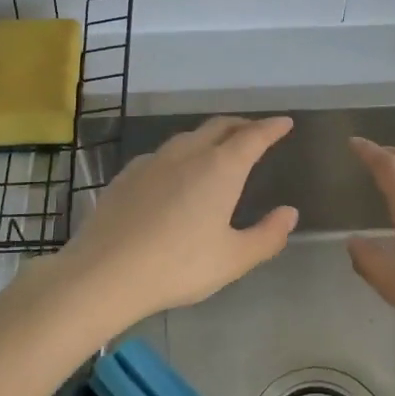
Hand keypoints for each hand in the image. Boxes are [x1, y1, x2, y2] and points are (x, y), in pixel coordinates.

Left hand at [49, 116, 298, 325]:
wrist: (105, 272)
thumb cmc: (178, 266)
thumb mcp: (233, 259)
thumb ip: (267, 235)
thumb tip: (289, 213)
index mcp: (220, 168)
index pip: (253, 137)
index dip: (271, 128)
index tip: (284, 122)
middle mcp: (187, 154)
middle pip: (219, 127)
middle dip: (241, 125)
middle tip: (255, 132)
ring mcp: (152, 161)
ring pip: (187, 137)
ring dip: (209, 137)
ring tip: (217, 149)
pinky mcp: (126, 175)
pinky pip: (161, 155)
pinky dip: (180, 154)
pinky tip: (173, 173)